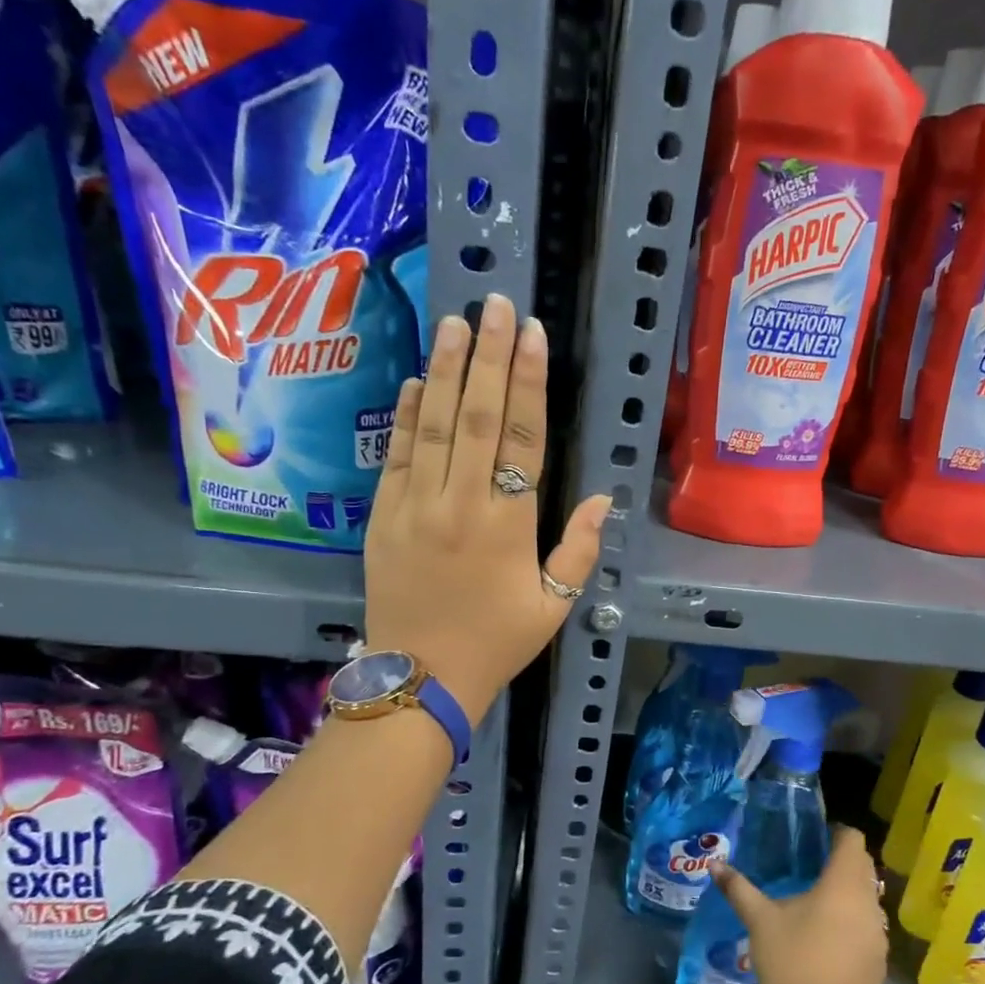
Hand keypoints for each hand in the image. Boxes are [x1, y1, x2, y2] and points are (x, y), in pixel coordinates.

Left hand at [365, 294, 609, 719]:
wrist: (422, 678)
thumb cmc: (496, 643)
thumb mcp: (554, 606)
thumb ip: (578, 550)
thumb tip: (602, 498)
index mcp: (509, 524)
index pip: (522, 438)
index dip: (528, 383)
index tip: (533, 336)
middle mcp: (461, 503)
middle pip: (476, 416)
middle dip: (488, 356)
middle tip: (496, 305)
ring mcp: (415, 507)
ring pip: (432, 425)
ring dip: (443, 370)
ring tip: (455, 322)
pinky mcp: (382, 517)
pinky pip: (396, 456)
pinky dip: (405, 416)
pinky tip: (414, 381)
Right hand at [711, 826, 888, 983]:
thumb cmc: (790, 963)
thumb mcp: (759, 921)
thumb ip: (738, 888)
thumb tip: (714, 864)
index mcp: (843, 885)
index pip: (853, 840)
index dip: (836, 833)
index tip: (814, 838)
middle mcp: (869, 903)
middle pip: (864, 866)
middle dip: (842, 860)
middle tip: (810, 864)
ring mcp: (879, 934)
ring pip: (869, 897)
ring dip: (850, 891)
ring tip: (818, 900)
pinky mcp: (880, 960)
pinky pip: (870, 925)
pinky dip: (854, 920)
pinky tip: (829, 936)